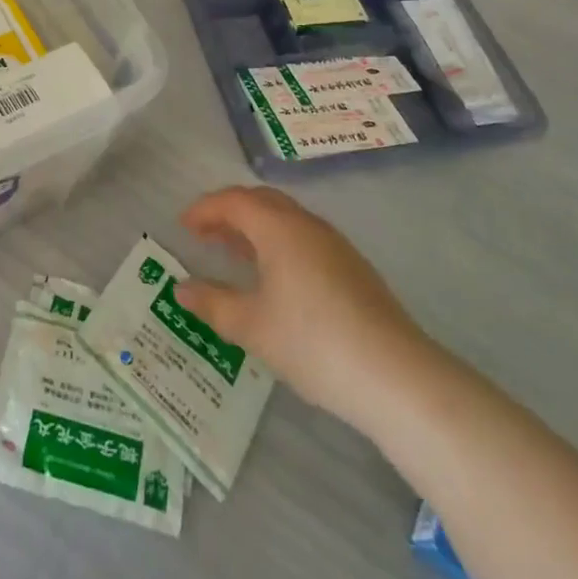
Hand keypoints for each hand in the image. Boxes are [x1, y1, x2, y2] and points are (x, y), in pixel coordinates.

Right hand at [176, 186, 435, 429]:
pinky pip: (304, 239)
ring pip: (286, 220)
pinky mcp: (354, 269)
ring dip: (256, 229)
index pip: (234, 201)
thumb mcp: (252, 327)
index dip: (205, 209)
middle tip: (205, 235)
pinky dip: (279, 245)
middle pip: (262, 202)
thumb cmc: (313, 343)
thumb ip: (213, 304)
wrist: (396, 376)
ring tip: (234, 255)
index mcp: (279, 228)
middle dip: (230, 213)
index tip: (183, 226)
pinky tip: (276, 279)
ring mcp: (336, 245)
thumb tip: (181, 288)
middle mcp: (307, 225)